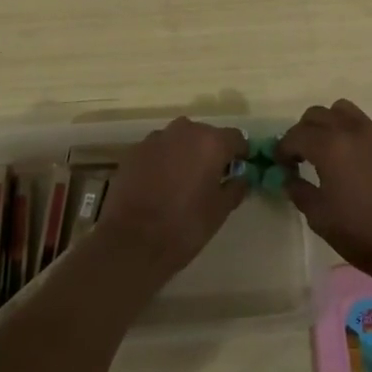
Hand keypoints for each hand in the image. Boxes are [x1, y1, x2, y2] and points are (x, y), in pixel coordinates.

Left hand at [95, 117, 248, 287]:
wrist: (132, 241)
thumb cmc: (184, 226)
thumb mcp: (220, 211)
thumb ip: (235, 188)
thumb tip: (240, 177)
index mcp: (211, 142)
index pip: (235, 138)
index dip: (239, 153)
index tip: (238, 169)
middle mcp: (185, 130)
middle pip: (205, 135)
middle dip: (210, 152)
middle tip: (209, 178)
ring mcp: (156, 138)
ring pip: (180, 140)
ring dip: (185, 153)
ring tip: (182, 181)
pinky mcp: (135, 150)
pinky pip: (158, 149)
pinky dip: (163, 160)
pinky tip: (159, 184)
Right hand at [280, 99, 371, 289]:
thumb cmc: (362, 234)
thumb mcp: (320, 218)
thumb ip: (299, 191)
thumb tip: (290, 178)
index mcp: (330, 147)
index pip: (297, 134)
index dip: (284, 148)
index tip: (281, 164)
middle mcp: (353, 131)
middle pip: (318, 114)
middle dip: (304, 131)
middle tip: (302, 156)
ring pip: (345, 111)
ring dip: (330, 124)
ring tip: (329, 150)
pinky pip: (368, 129)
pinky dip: (354, 137)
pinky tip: (358, 165)